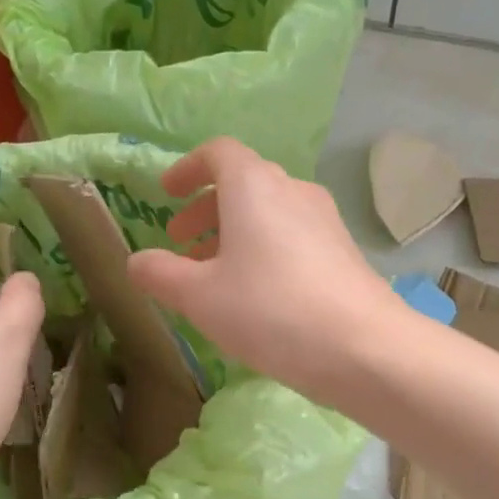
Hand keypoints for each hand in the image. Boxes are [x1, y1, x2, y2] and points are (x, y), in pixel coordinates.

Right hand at [126, 138, 399, 402]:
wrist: (362, 346)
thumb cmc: (269, 309)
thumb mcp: (199, 297)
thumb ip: (160, 274)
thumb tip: (137, 262)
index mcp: (254, 185)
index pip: (218, 152)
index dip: (187, 169)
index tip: (167, 194)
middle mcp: (293, 189)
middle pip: (243, 183)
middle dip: (206, 209)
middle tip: (182, 243)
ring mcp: (325, 219)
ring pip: (270, 212)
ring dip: (235, 233)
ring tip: (214, 275)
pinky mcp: (343, 250)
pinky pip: (293, 236)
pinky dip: (265, 249)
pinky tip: (257, 294)